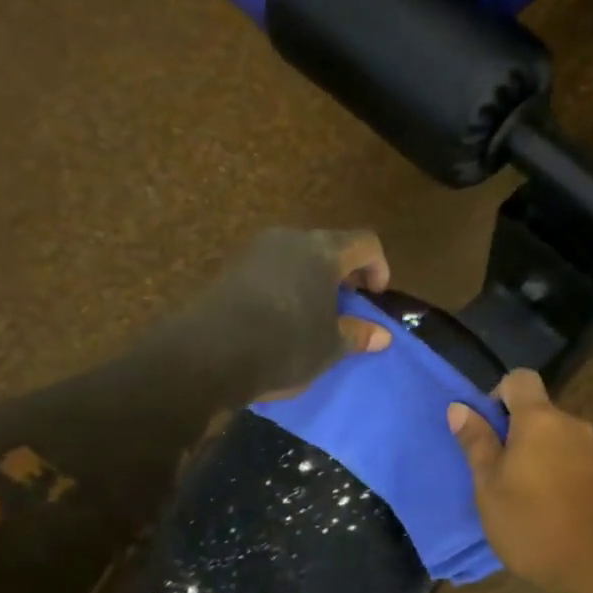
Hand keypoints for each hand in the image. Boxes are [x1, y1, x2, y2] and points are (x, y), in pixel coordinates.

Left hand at [187, 229, 392, 401]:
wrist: (211, 353)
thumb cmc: (285, 345)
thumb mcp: (329, 347)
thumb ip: (357, 335)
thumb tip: (382, 335)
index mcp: (323, 251)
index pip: (365, 243)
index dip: (378, 266)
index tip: (374, 297)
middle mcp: (291, 239)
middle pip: (329, 245)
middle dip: (343, 272)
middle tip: (347, 304)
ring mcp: (257, 250)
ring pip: (297, 256)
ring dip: (312, 278)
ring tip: (314, 313)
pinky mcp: (232, 267)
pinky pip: (272, 268)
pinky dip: (286, 285)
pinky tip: (281, 317)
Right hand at [447, 369, 592, 592]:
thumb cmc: (532, 523)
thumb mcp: (489, 486)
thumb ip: (476, 443)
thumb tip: (460, 407)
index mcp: (540, 419)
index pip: (520, 379)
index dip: (498, 396)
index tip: (487, 431)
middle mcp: (571, 424)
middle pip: (538, 411)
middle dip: (514, 432)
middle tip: (495, 472)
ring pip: (555, 437)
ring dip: (535, 454)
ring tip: (519, 495)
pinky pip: (571, 459)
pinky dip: (555, 472)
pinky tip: (546, 508)